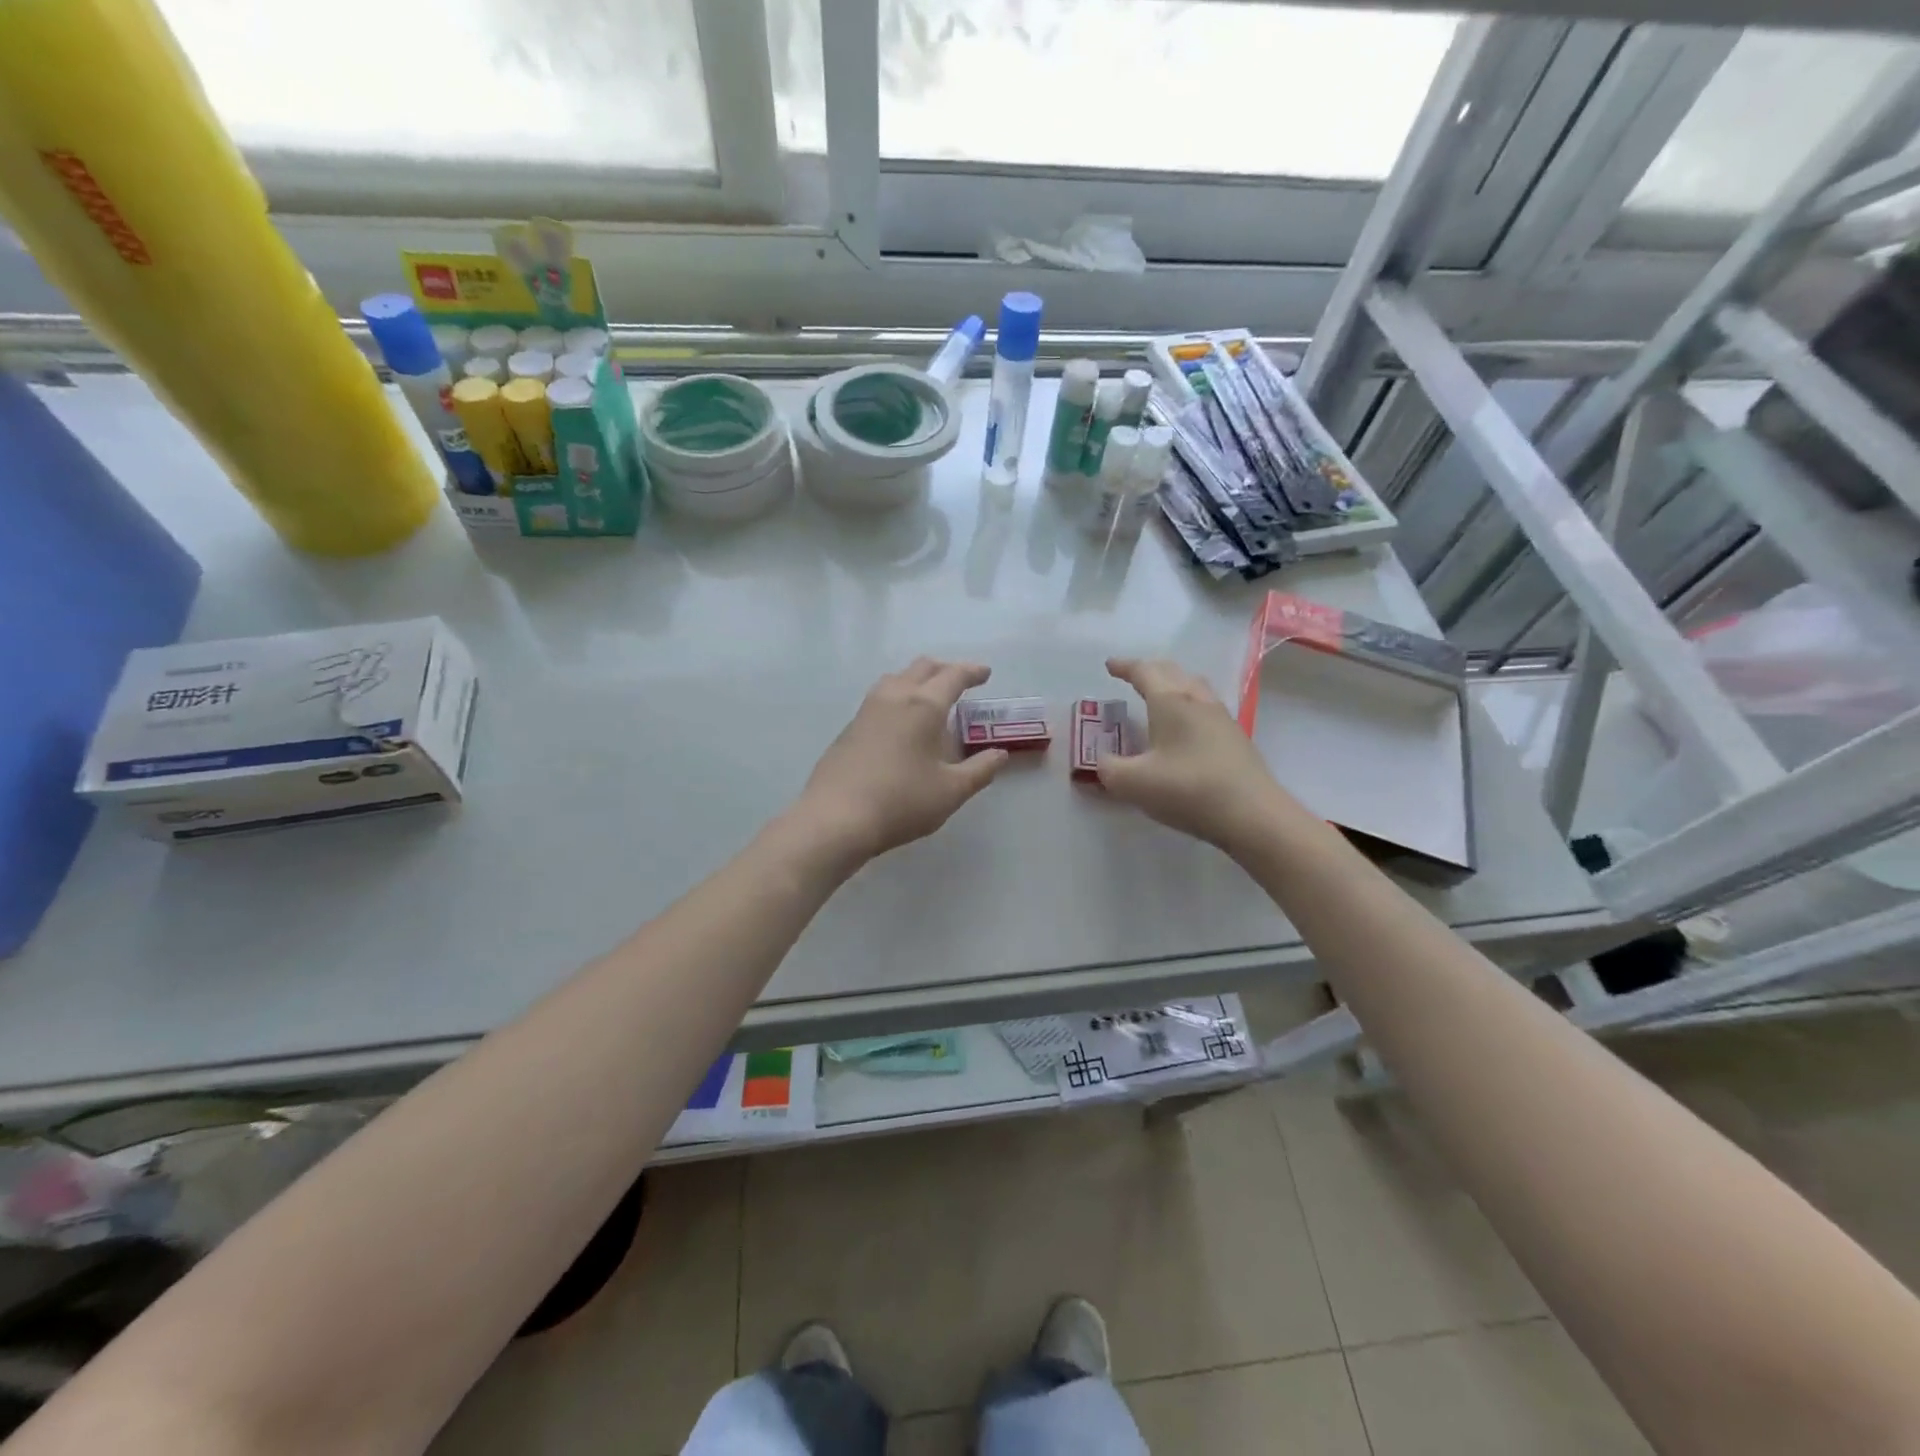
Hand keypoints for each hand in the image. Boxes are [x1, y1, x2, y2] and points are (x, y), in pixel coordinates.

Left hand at [795, 658, 1009, 863]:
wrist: (836, 818)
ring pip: (896, 679)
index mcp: (923, 706)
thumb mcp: (951, 791)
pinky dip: (899, 697)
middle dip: (945, 670)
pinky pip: (880, 698)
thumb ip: (980, 770)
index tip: (985, 674)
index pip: (952, 676)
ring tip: (930, 698)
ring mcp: (867, 710)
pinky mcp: (849, 728)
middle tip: (961, 682)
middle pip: (921, 668)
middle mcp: (894, 697)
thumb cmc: (901, 802)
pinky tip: (901, 723)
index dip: (972, 672)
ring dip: (918, 680)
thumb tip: (999, 754)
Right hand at [1097, 657, 1294, 854]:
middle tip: (1132, 676)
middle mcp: (1198, 701)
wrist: (1253, 815)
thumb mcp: (1133, 783)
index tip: (1110, 665)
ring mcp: (1222, 719)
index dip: (1125, 667)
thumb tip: (1103, 761)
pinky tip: (1185, 727)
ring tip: (1160, 696)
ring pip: (1194, 687)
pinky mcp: (1236, 739)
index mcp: (1171, 701)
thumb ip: (1109, 768)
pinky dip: (1188, 705)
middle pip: (1172, 672)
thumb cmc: (1188, 790)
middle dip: (1149, 670)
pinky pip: (1206, 708)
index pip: (1144, 672)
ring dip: (1173, 685)